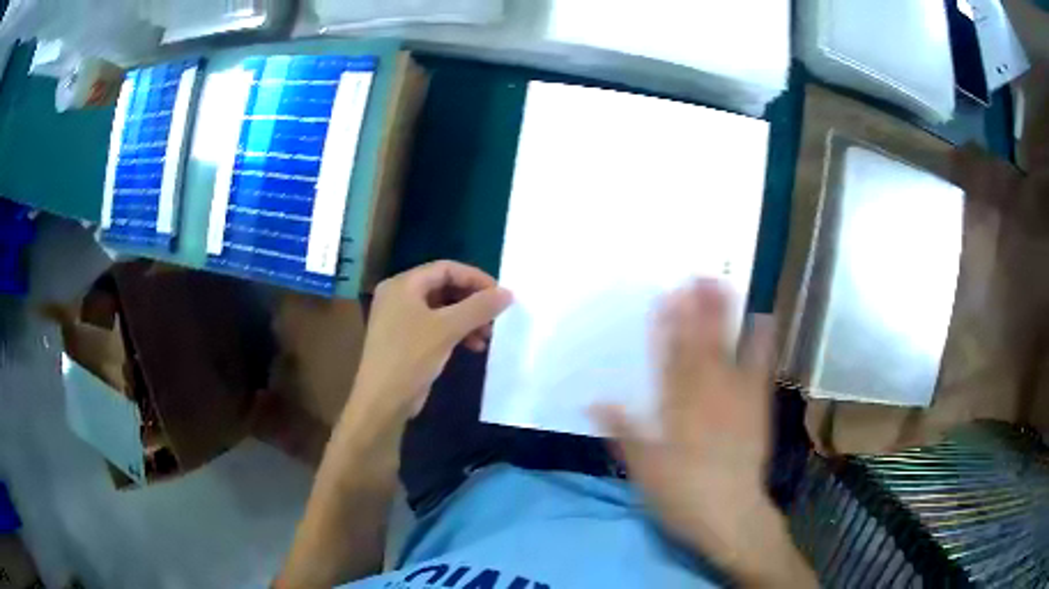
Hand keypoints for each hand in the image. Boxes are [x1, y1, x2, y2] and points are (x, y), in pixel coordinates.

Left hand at [350, 261, 512, 427]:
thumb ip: (479, 308)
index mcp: (403, 285)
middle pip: (444, 287)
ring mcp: (401, 319)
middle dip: (473, 302)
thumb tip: (508, 293)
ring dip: (468, 319)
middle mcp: (400, 296)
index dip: (475, 278)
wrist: (382, 401)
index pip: (446, 268)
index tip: (500, 294)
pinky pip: (436, 327)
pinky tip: (474, 347)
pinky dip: (456, 333)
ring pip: (443, 309)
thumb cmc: (410, 357)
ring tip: (488, 336)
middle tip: (496, 316)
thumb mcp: (447, 329)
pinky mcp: (406, 340)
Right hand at [593, 281, 813, 585]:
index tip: (663, 298)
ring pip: (727, 349)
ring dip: (723, 315)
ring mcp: (735, 398)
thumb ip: (623, 431)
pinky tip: (763, 318)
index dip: (665, 327)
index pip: (667, 360)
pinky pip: (759, 369)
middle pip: (698, 345)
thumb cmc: (683, 495)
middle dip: (695, 309)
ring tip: (721, 283)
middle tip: (693, 275)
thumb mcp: (644, 469)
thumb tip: (595, 401)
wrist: (731, 515)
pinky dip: (761, 342)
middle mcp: (705, 396)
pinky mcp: (757, 406)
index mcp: (674, 410)